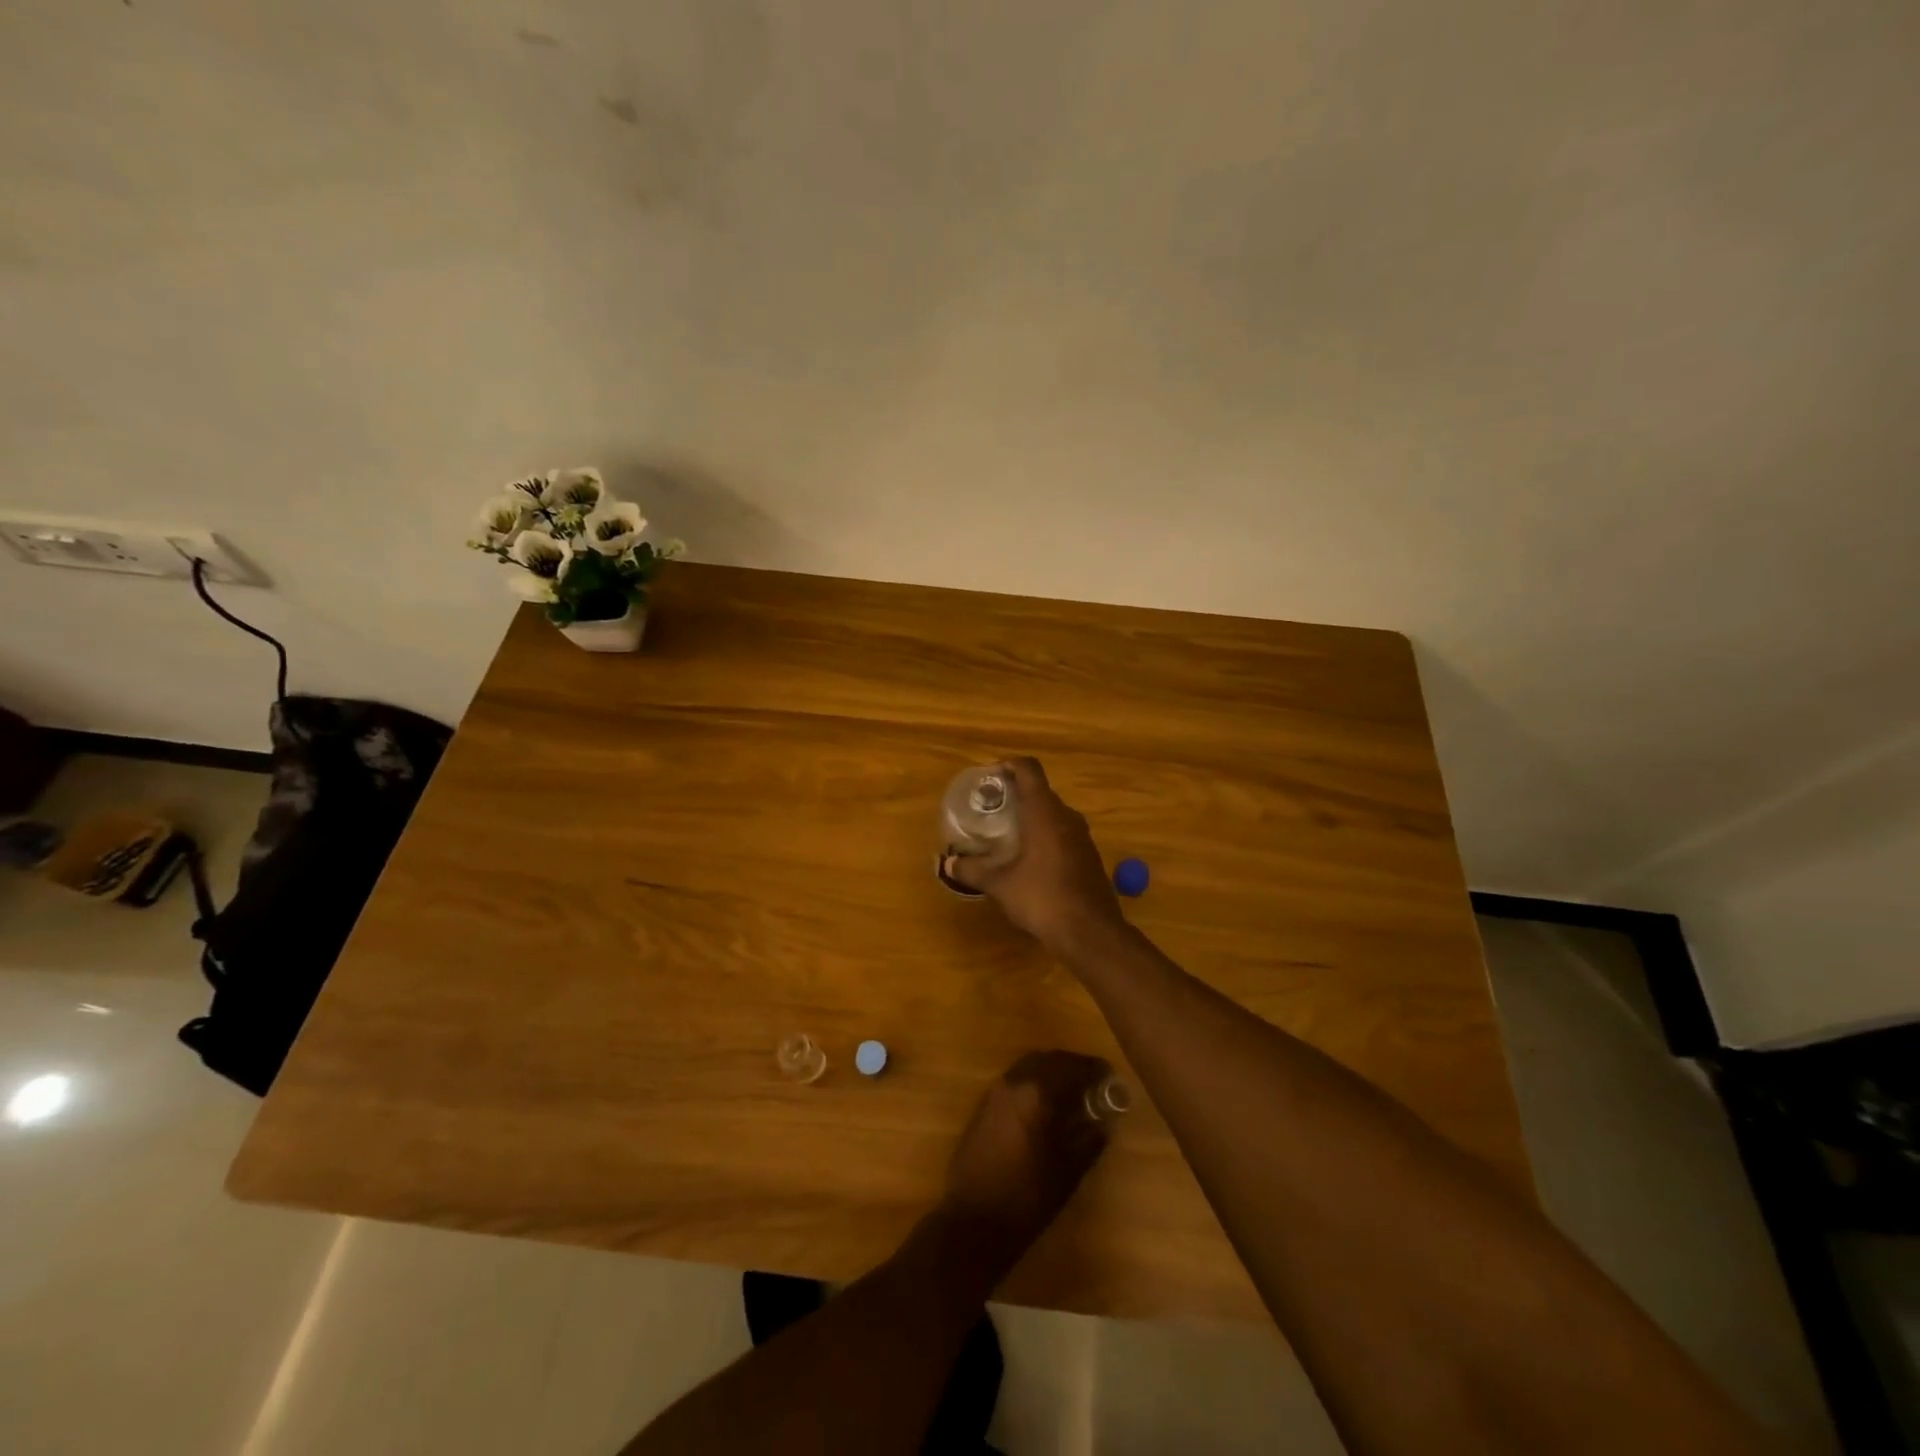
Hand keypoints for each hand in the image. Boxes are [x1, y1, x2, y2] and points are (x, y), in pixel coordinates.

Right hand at [940, 757, 1123, 953]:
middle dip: (1016, 794)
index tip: (990, 776)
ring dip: (1032, 817)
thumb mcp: (1000, 884)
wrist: (1090, 931)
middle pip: (1041, 791)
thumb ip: (973, 870)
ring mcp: (1082, 836)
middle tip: (991, 808)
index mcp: (1044, 812)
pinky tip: (1029, 859)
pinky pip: (1064, 834)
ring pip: (1054, 814)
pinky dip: (1045, 836)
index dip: (1008, 765)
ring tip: (1007, 833)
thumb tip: (947, 864)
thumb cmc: (1042, 898)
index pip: (1029, 769)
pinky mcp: (1089, 856)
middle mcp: (1066, 816)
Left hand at [941, 1050, 1112, 1262]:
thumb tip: (1103, 1120)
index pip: (1072, 1067)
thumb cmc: (1027, 1198)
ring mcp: (995, 1091)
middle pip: (1049, 1060)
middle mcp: (1014, 1081)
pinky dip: (1034, 1082)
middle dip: (1072, 1066)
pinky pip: (1015, 1079)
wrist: (973, 1219)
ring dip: (1052, 1071)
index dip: (1093, 1069)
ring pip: (1029, 1066)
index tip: (1110, 1075)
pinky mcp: (983, 1104)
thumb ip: (1089, 1139)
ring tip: (1072, 1092)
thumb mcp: (1068, 1171)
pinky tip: (1045, 1104)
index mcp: (1037, 1093)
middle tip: (1093, 1082)